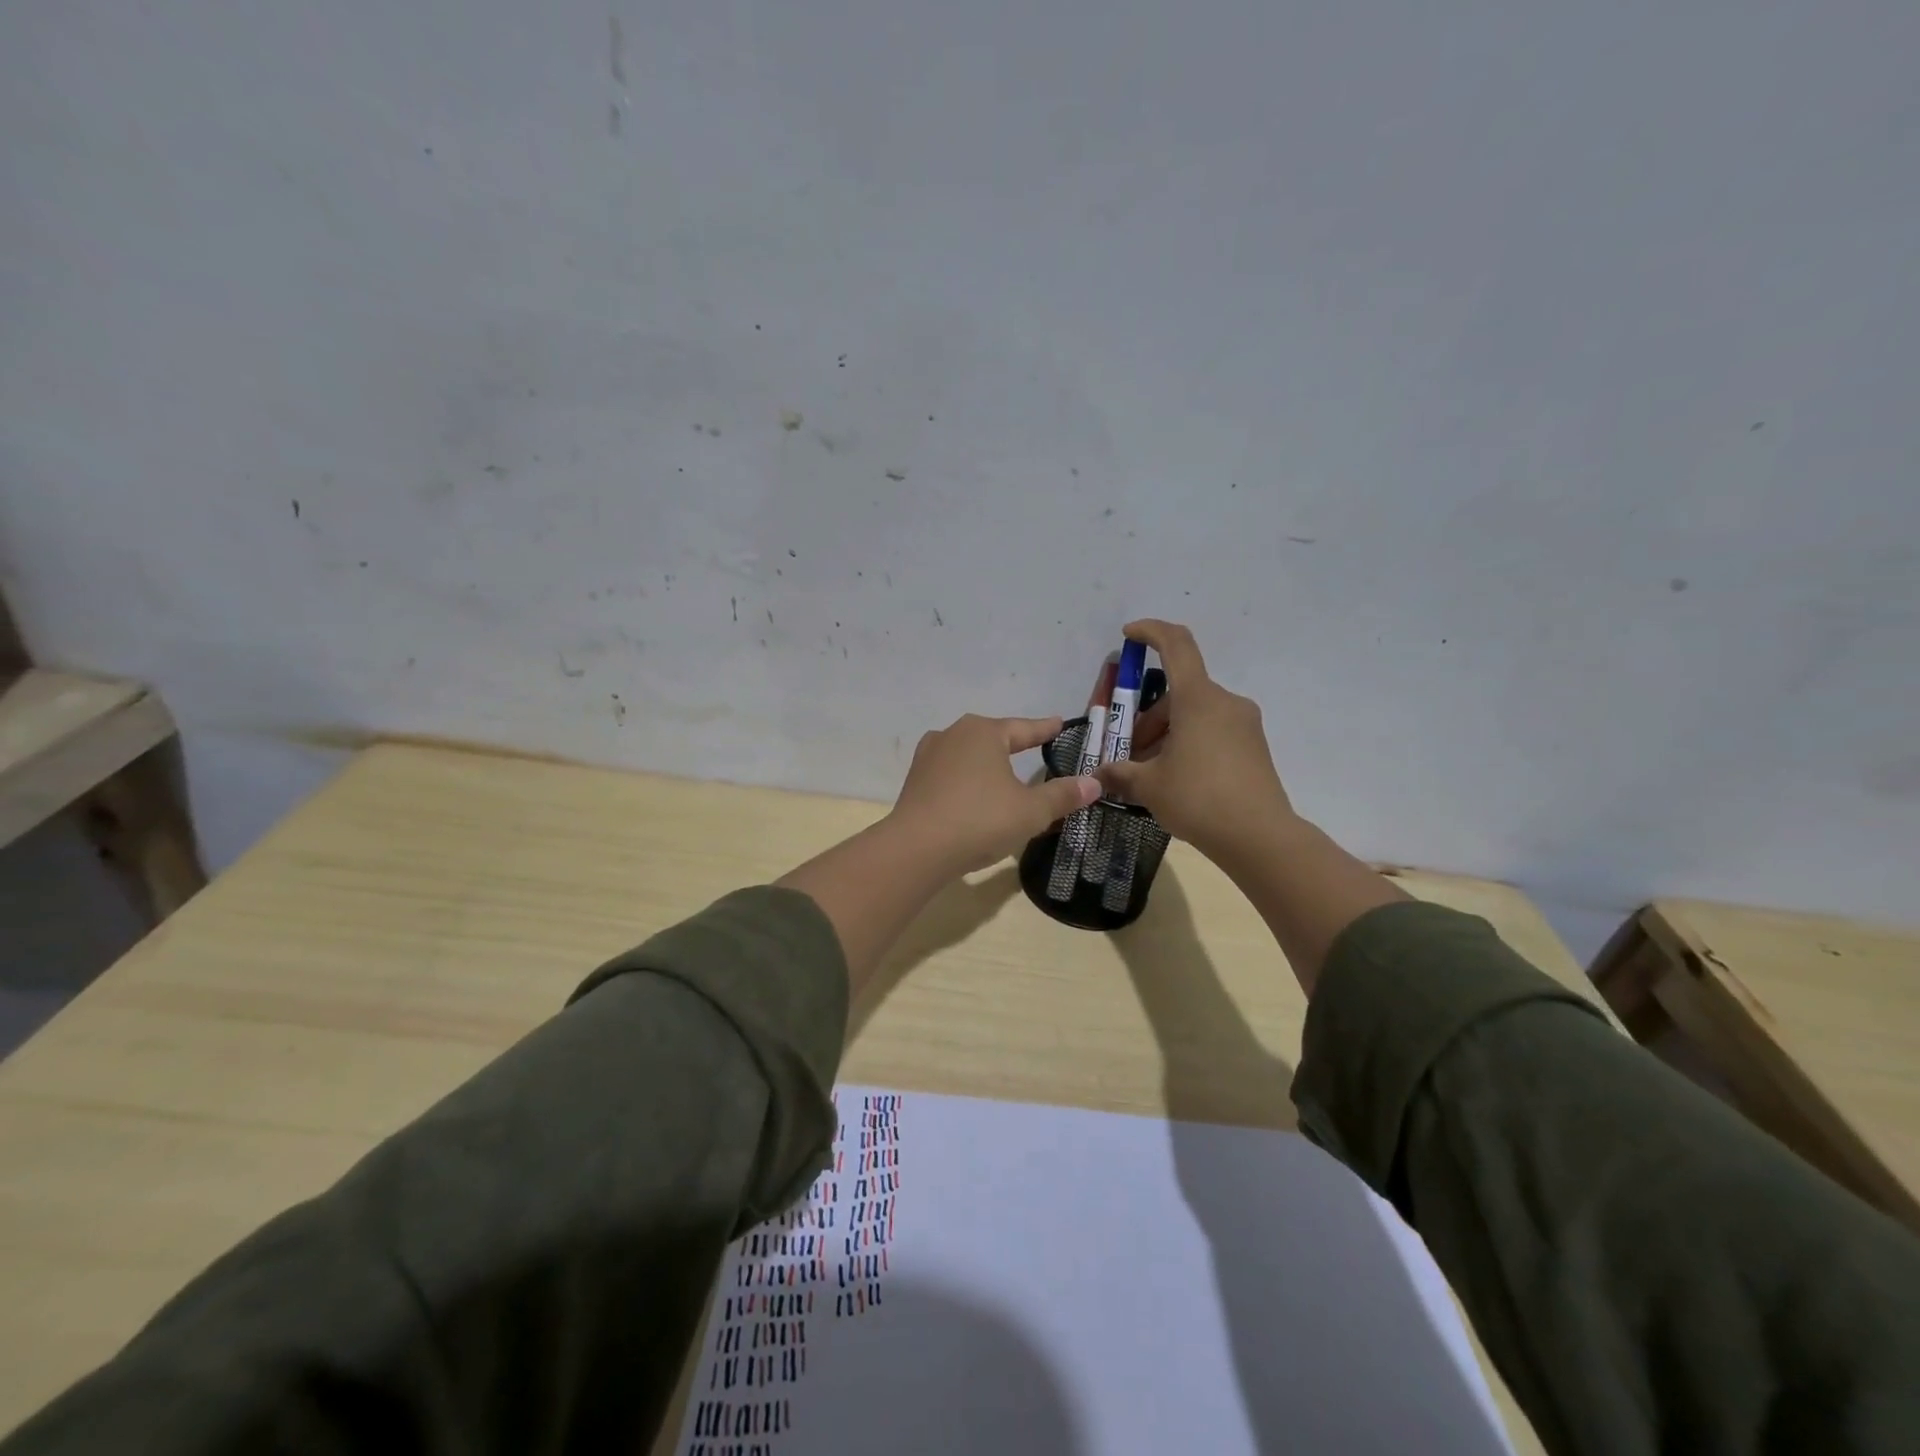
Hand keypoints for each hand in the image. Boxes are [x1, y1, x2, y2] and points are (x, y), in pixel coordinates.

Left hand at [889, 715, 1102, 874]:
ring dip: (987, 763)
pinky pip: (951, 773)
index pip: (1024, 728)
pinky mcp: (915, 780)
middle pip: (993, 737)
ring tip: (1003, 771)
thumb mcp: (1031, 811)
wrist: (916, 848)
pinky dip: (967, 780)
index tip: (1060, 724)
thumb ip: (1062, 795)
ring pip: (968, 754)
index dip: (1045, 729)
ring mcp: (929, 756)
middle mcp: (954, 734)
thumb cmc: (980, 820)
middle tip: (1035, 746)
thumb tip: (1094, 783)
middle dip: (1014, 743)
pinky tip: (973, 793)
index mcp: (984, 732)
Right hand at [1095, 620, 1295, 860]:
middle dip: (1147, 718)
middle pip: (1178, 694)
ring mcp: (1244, 725)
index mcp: (1198, 699)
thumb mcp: (1149, 786)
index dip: (1151, 632)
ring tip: (1148, 773)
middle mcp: (1225, 702)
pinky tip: (1175, 778)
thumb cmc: (1198, 799)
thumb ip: (1120, 773)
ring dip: (1166, 734)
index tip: (1129, 635)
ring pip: (1195, 715)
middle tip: (1128, 752)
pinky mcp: (1253, 747)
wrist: (1260, 838)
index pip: (1176, 645)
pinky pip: (1212, 732)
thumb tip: (1098, 775)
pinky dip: (1188, 743)